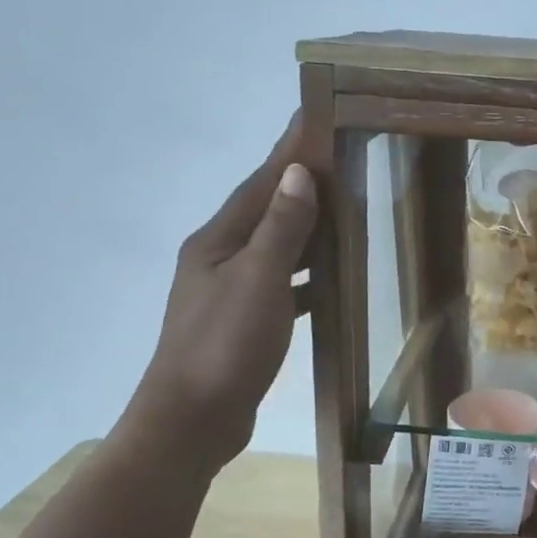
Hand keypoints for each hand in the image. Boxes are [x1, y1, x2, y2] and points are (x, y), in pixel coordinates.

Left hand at [114, 117, 317, 474]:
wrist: (192, 421)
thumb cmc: (225, 345)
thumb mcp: (258, 280)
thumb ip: (280, 228)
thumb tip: (298, 174)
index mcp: (218, 241)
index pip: (260, 183)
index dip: (287, 150)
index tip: (313, 116)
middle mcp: (220, 259)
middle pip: (266, 211)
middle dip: (299, 183)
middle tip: (339, 158)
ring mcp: (230, 293)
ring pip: (276, 248)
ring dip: (305, 228)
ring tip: (344, 210)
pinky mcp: (244, 324)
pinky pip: (282, 285)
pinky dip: (306, 275)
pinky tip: (329, 279)